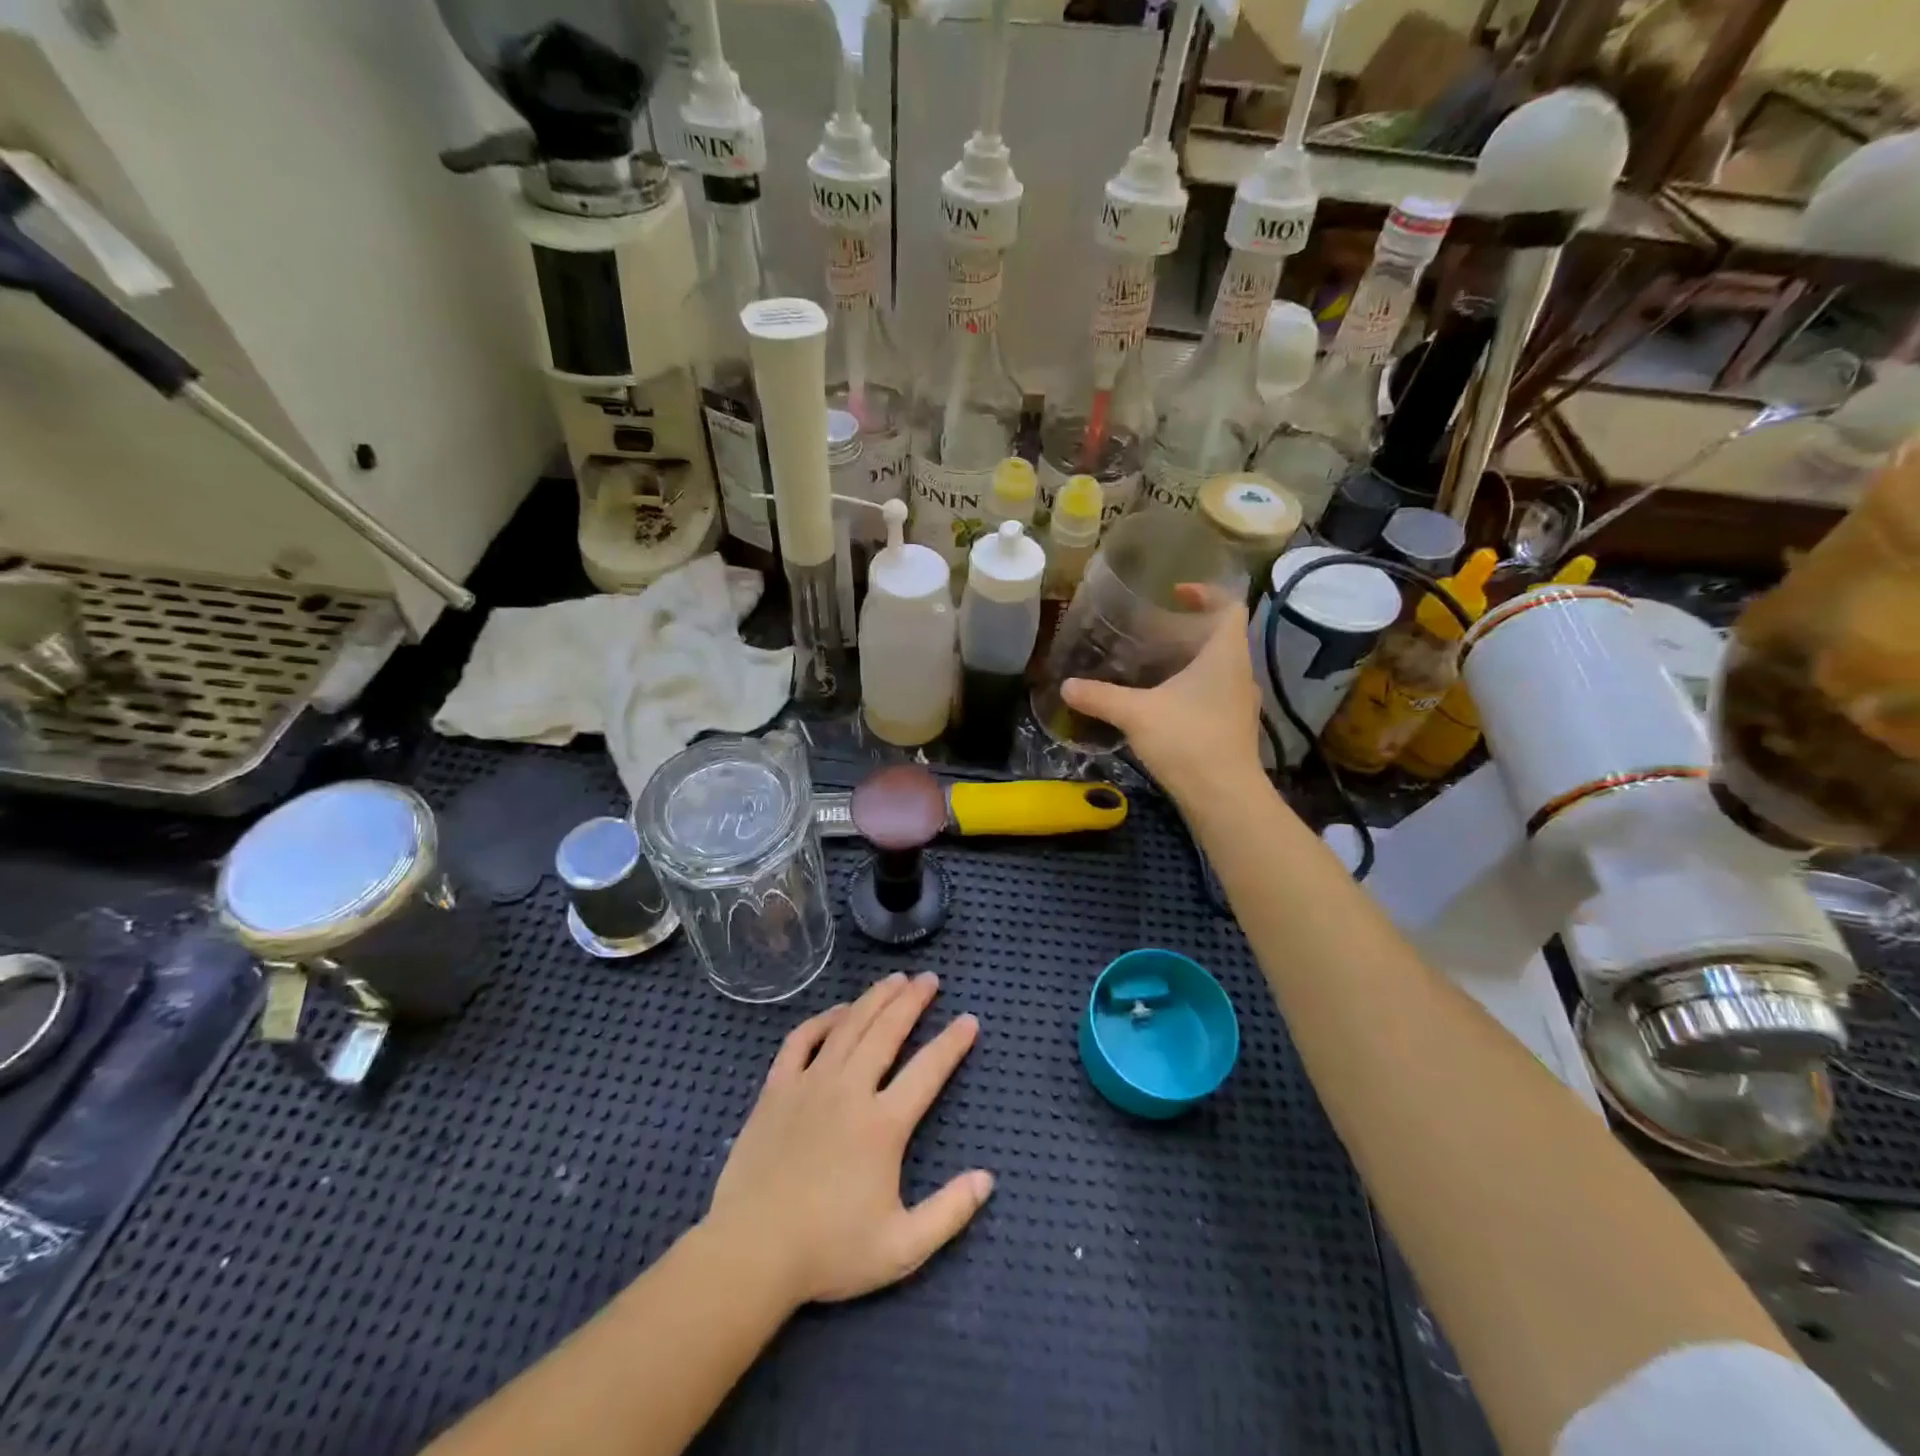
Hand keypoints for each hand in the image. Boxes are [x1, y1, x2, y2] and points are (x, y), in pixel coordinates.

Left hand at [702, 973, 991, 1308]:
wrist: (751, 1254)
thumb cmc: (827, 1252)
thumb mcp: (901, 1248)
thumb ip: (949, 1213)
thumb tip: (987, 1179)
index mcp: (883, 1125)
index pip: (928, 1070)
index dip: (952, 1042)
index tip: (969, 1020)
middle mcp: (850, 1091)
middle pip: (887, 1031)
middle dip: (913, 1001)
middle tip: (930, 979)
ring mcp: (810, 1084)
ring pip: (849, 1026)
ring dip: (875, 998)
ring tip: (895, 979)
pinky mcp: (776, 1088)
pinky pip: (801, 1039)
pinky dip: (823, 1019)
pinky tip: (839, 1011)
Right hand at [1062, 590, 1263, 800]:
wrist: (1224, 798)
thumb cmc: (1188, 740)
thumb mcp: (1136, 714)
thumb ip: (1100, 697)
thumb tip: (1065, 686)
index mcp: (1225, 654)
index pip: (1229, 606)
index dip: (1206, 592)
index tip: (1175, 593)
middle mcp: (1239, 673)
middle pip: (1222, 637)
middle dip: (1188, 630)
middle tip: (1152, 631)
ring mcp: (1240, 703)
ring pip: (1218, 669)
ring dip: (1190, 662)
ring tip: (1153, 665)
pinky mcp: (1234, 729)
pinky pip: (1214, 695)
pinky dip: (1192, 690)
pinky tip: (1163, 704)